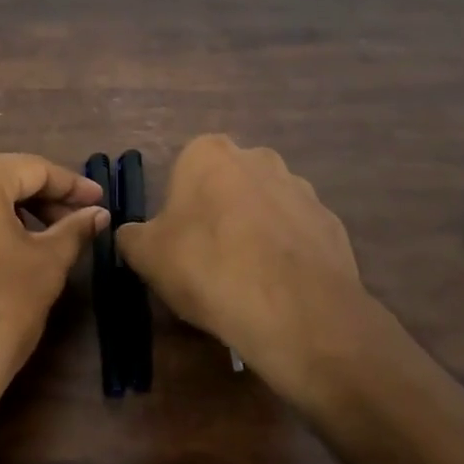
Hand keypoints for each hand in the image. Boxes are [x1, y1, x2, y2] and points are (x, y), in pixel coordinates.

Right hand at [116, 135, 370, 415]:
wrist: (292, 309)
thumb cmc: (206, 267)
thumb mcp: (146, 255)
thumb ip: (132, 236)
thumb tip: (131, 234)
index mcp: (209, 154)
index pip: (184, 170)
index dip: (179, 208)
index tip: (178, 242)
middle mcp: (259, 158)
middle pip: (228, 185)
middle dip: (219, 213)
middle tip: (209, 260)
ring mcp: (301, 189)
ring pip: (266, 207)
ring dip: (255, 232)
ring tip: (246, 280)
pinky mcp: (331, 223)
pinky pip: (297, 235)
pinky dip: (286, 254)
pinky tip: (278, 288)